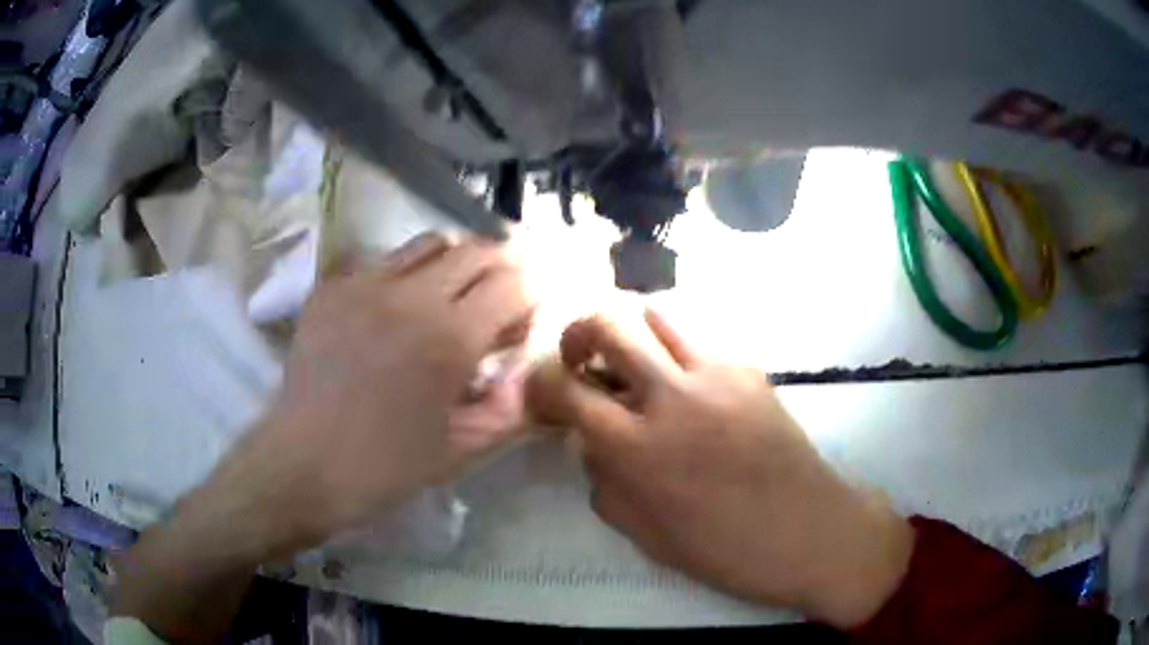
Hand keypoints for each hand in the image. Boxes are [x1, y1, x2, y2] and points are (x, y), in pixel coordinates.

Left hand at [113, 233, 533, 642]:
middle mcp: (411, 296)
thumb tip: (530, 371)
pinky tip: (395, 309)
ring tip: (449, 295)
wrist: (303, 464)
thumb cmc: (385, 467)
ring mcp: (365, 284)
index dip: (528, 295)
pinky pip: (383, 260)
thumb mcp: (462, 449)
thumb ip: (510, 406)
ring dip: (454, 262)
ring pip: (430, 243)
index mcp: (448, 340)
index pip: (512, 284)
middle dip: (500, 268)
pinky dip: (406, 274)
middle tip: (497, 298)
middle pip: (476, 251)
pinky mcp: (332, 287)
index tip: (521, 320)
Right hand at [526, 310, 912, 628]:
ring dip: (631, 331)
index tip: (541, 393)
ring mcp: (716, 373)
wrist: (808, 530)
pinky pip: (699, 335)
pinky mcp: (749, 368)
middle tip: (581, 359)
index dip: (540, 383)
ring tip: (633, 362)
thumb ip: (605, 483)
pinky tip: (683, 379)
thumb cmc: (725, 548)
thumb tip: (591, 442)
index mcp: (637, 448)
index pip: (564, 388)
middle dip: (578, 333)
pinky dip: (675, 345)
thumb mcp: (645, 534)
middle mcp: (671, 396)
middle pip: (607, 323)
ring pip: (656, 312)